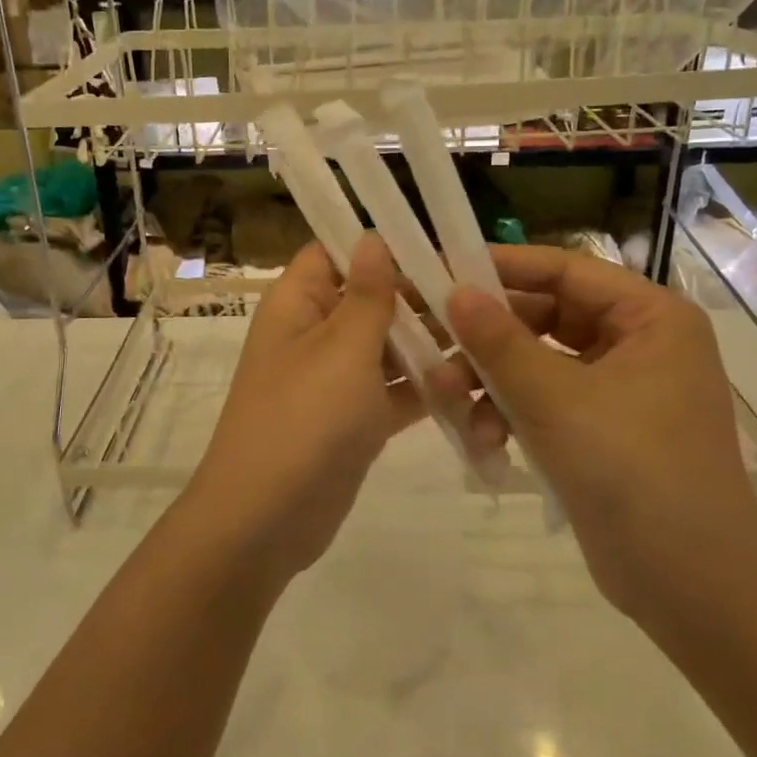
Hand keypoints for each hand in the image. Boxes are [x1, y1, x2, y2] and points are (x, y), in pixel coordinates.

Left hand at [185, 236, 496, 582]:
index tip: (438, 243)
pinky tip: (473, 384)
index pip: (334, 252)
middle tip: (485, 293)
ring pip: (387, 346)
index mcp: (298, 303)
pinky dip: (426, 387)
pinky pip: (394, 391)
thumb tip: (372, 236)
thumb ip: (367, 293)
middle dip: (420, 295)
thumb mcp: (341, 348)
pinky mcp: (353, 420)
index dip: (379, 244)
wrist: (266, 519)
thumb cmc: (304, 418)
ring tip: (490, 336)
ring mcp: (334, 379)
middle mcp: (314, 333)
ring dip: (430, 343)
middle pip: (370, 298)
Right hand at [444, 245, 756, 615]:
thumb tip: (454, 290)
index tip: (443, 269)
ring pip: (539, 362)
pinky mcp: (603, 430)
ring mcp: (622, 389)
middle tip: (433, 343)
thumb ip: (499, 342)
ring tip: (449, 402)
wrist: (693, 587)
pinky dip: (512, 414)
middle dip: (488, 339)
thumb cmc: (632, 472)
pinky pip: (546, 401)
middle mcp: (639, 343)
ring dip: (492, 381)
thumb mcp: (554, 399)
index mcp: (650, 317)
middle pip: (546, 317)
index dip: (502, 267)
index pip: (565, 270)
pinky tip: (484, 441)